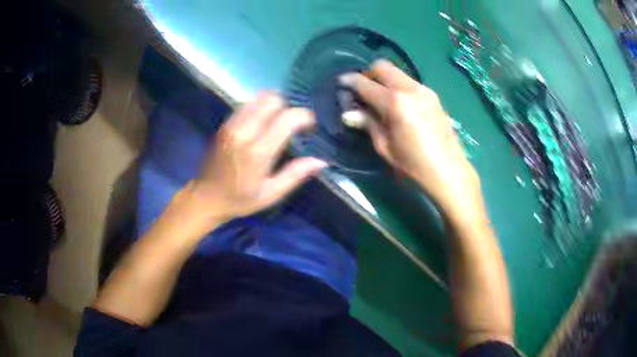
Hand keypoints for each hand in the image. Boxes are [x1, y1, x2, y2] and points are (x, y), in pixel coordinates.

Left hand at [172, 93, 326, 235]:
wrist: (206, 197)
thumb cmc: (240, 199)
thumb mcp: (271, 194)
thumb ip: (296, 174)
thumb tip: (322, 162)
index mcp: (257, 151)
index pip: (287, 118)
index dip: (304, 117)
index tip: (309, 127)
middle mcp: (243, 132)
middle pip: (273, 100)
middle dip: (288, 108)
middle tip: (292, 125)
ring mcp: (231, 125)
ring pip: (259, 98)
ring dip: (273, 105)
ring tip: (278, 122)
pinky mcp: (225, 124)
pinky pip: (247, 104)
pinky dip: (259, 107)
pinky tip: (262, 122)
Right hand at [339, 60, 480, 217]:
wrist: (448, 170)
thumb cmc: (414, 164)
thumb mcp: (385, 147)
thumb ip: (368, 123)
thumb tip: (349, 113)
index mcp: (395, 102)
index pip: (365, 83)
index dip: (349, 81)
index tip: (341, 84)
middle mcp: (410, 88)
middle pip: (382, 66)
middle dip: (368, 74)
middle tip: (363, 92)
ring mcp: (424, 89)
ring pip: (397, 73)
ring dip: (384, 80)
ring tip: (381, 100)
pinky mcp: (433, 95)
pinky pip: (409, 82)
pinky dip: (398, 86)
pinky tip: (399, 105)